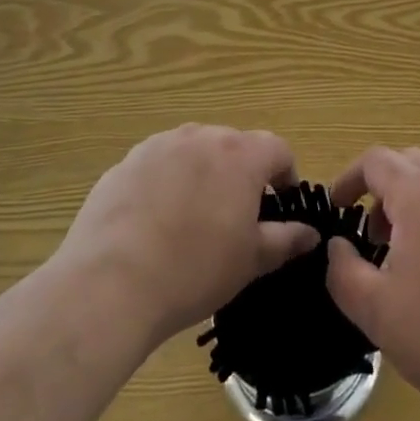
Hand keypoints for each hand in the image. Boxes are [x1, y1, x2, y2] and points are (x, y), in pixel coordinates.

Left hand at [60, 125, 318, 348]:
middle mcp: (202, 136)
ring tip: (192, 218)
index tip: (280, 204)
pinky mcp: (126, 162)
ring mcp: (160, 145)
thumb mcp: (250, 261)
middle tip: (236, 217)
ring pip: (195, 151)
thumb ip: (285, 240)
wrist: (109, 284)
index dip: (286, 175)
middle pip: (234, 145)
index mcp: (241, 154)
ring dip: (203, 174)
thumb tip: (310, 233)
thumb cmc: (194, 271)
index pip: (278, 149)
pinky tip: (154, 222)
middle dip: (242, 174)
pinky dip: (166, 183)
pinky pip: (159, 165)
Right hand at [325, 146, 419, 420]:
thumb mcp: (376, 312)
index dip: (349, 177)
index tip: (337, 209)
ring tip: (406, 259)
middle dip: (383, 185)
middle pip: (412, 161)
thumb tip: (337, 247)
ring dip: (415, 205)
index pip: (377, 160)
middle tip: (373, 232)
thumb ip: (344, 272)